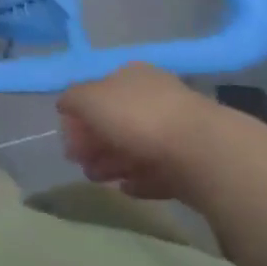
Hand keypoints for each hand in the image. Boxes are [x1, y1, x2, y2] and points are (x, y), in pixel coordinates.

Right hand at [57, 63, 218, 200]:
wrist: (202, 152)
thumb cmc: (138, 116)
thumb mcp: (91, 99)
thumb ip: (73, 99)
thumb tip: (64, 104)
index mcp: (131, 75)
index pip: (99, 91)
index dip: (80, 114)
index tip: (67, 138)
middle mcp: (153, 97)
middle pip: (116, 120)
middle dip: (94, 142)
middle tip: (79, 164)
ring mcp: (174, 131)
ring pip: (135, 147)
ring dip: (112, 162)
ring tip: (96, 180)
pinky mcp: (190, 164)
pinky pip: (157, 171)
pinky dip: (139, 179)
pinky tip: (126, 190)